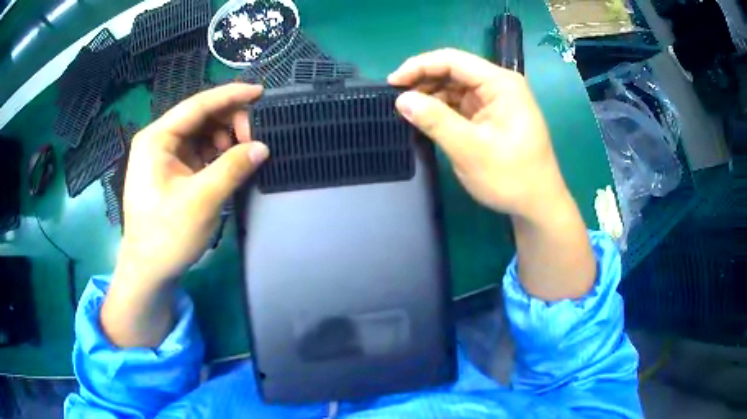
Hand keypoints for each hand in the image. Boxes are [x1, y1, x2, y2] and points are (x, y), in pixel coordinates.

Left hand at [118, 83, 268, 286]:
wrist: (148, 270)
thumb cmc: (167, 235)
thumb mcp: (202, 200)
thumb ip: (233, 168)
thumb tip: (262, 147)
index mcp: (157, 138)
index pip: (198, 105)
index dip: (231, 96)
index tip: (261, 92)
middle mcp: (158, 140)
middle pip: (200, 117)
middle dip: (229, 122)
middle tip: (253, 139)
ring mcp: (163, 156)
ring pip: (200, 134)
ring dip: (224, 139)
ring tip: (241, 156)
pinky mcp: (170, 172)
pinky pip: (197, 152)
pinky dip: (216, 154)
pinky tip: (228, 165)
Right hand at [390, 49, 593, 300]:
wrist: (538, 204)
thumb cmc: (511, 177)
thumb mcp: (470, 150)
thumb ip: (436, 121)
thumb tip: (402, 100)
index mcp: (500, 83)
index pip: (453, 60)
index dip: (419, 66)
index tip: (392, 83)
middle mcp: (499, 85)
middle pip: (454, 70)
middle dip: (423, 80)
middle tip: (397, 98)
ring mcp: (496, 99)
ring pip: (455, 86)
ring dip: (431, 95)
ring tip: (408, 110)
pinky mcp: (491, 115)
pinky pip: (461, 103)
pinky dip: (442, 108)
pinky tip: (426, 117)